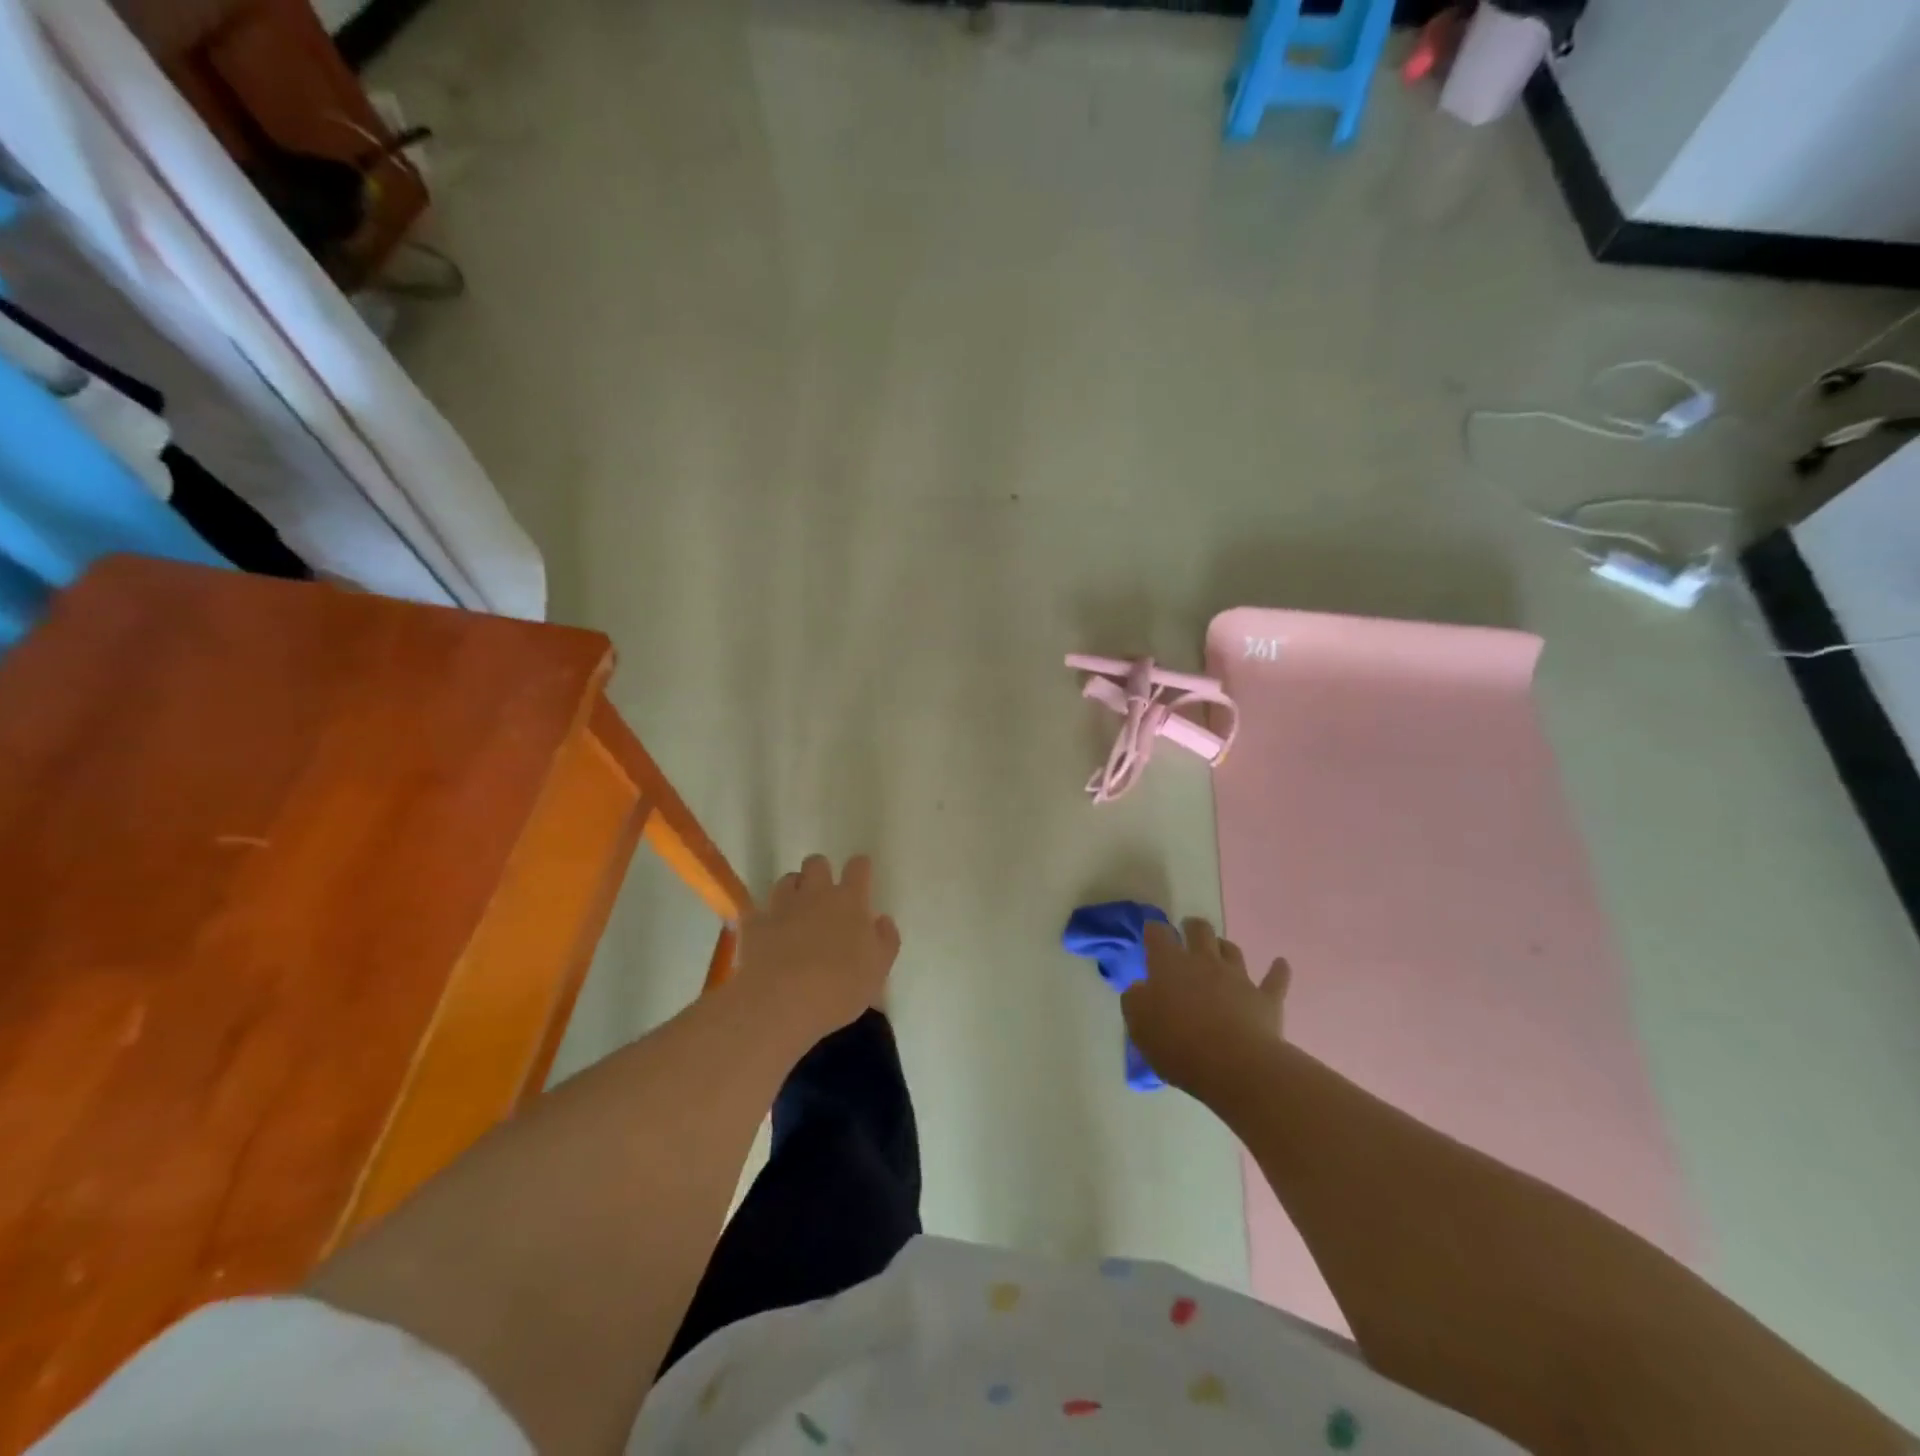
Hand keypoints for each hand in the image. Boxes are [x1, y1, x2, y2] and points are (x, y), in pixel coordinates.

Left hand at [734, 854, 900, 1038]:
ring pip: (786, 880)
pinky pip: (759, 911)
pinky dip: (765, 919)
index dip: (860, 867)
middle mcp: (815, 894)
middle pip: (817, 863)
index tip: (861, 873)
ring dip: (793, 890)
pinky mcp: (755, 924)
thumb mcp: (878, 970)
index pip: (858, 867)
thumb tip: (882, 920)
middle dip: (821, 871)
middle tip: (825, 894)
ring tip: (796, 911)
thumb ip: (885, 940)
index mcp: (849, 901)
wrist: (783, 1003)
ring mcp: (782, 906)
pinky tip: (768, 934)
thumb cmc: (840, 987)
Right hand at [1121, 918, 1288, 1096]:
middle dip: (1192, 927)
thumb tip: (1140, 988)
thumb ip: (1135, 1001)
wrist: (1236, 1066)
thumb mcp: (1139, 1026)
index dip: (1154, 931)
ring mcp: (1238, 978)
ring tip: (1220, 949)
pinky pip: (1275, 979)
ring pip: (1232, 950)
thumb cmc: (1178, 1044)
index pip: (1158, 934)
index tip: (1152, 933)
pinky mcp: (1266, 999)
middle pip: (1200, 930)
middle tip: (1187, 931)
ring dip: (1224, 947)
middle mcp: (1204, 962)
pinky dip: (1278, 970)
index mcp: (1169, 965)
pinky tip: (1281, 963)